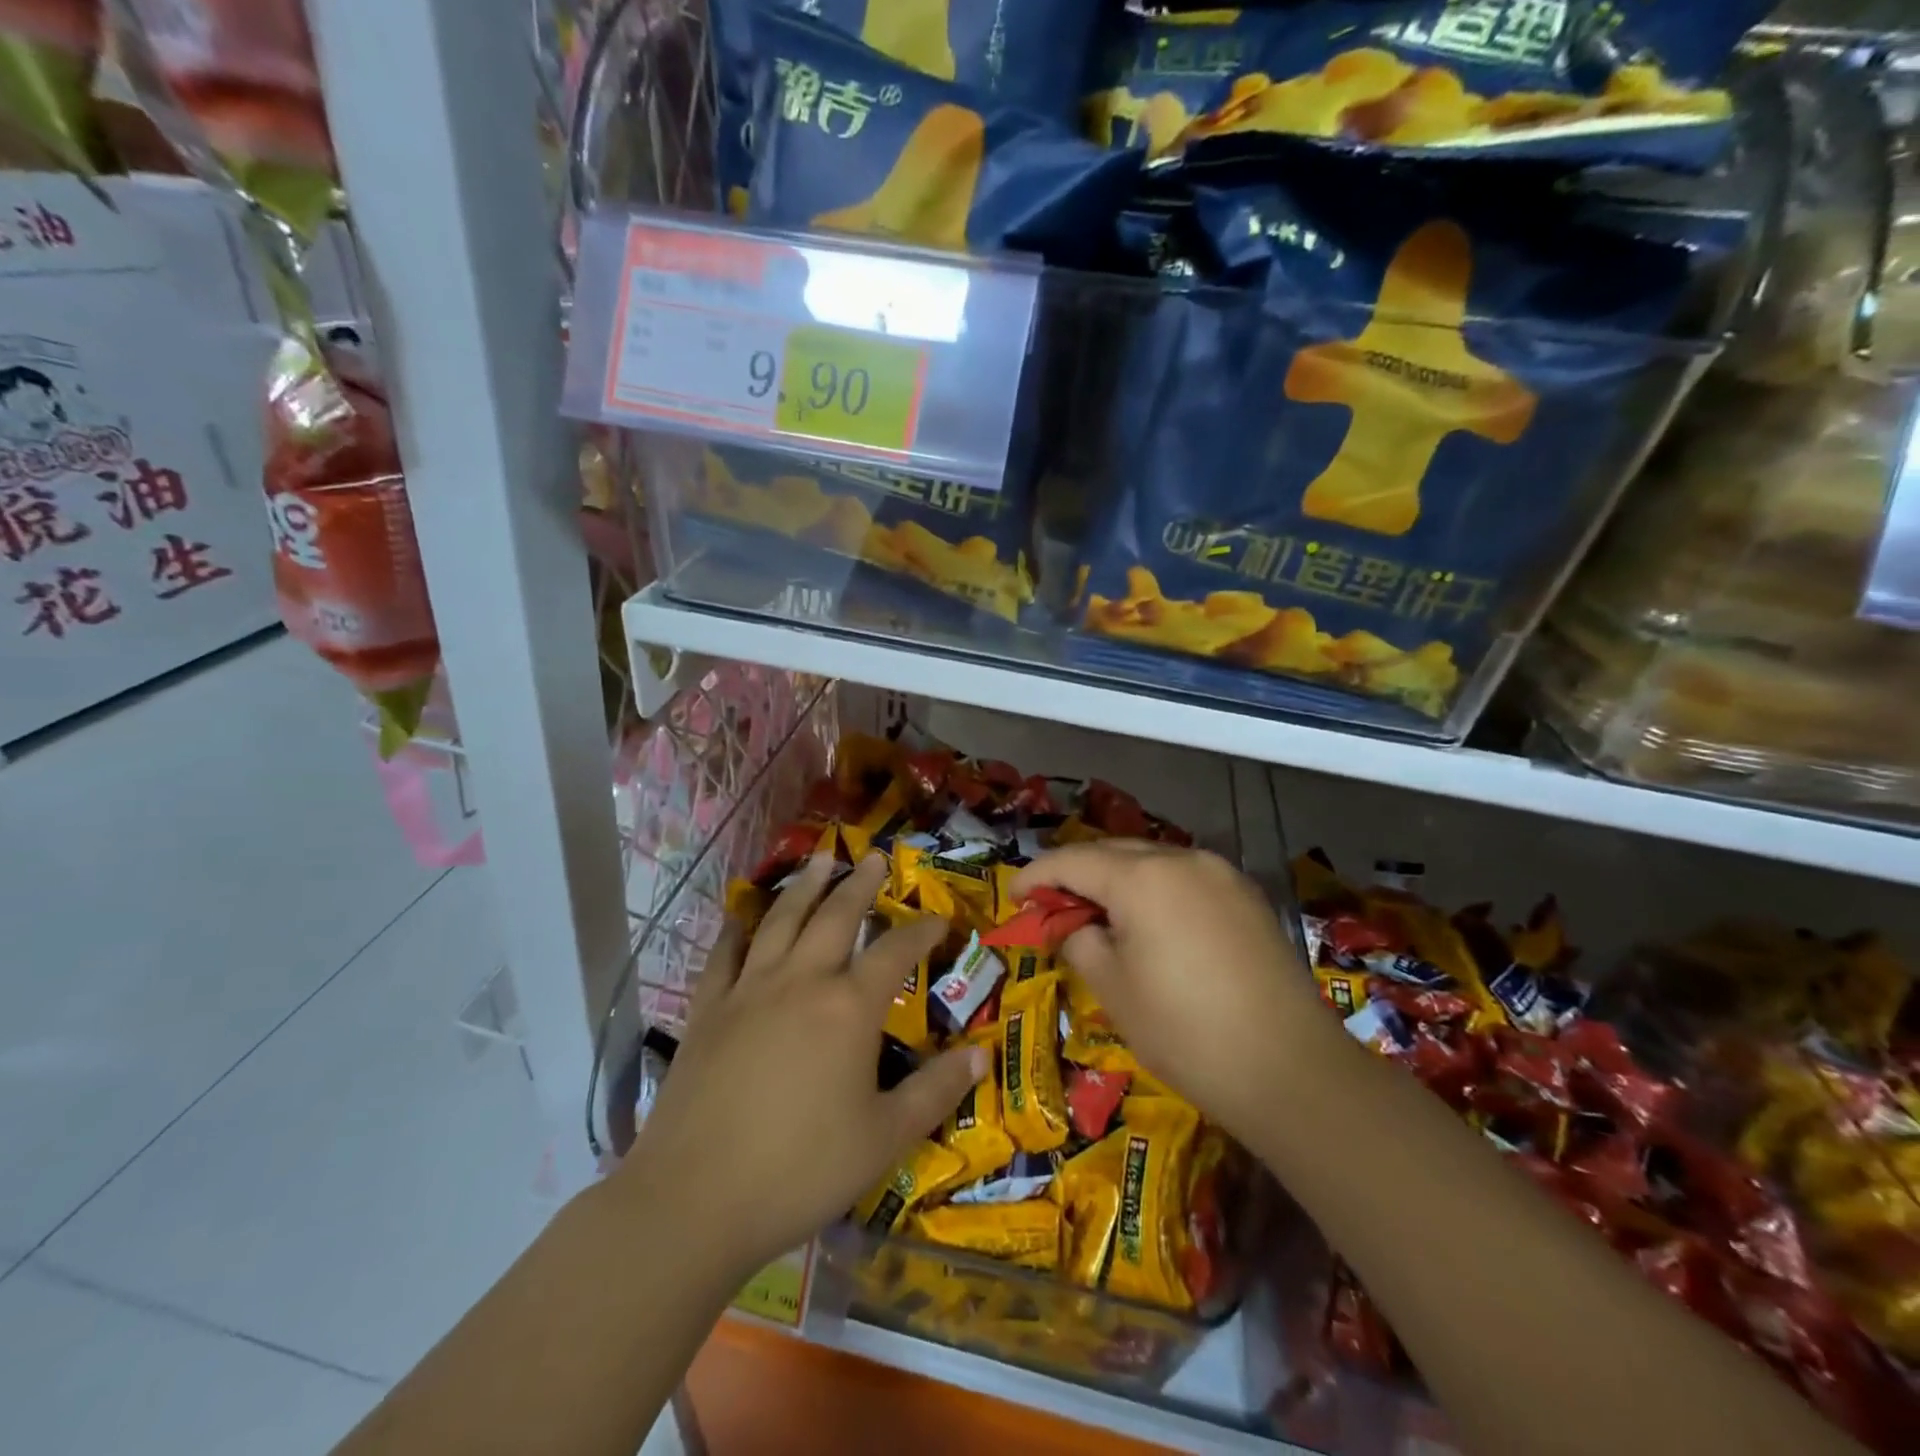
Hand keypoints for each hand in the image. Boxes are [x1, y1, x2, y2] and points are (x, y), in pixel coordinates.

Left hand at [621, 854, 987, 1282]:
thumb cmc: (801, 1169)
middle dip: (859, 884)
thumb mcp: (884, 1138)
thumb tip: (983, 1056)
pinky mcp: (708, 1009)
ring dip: (805, 886)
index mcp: (849, 1008)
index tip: (939, 919)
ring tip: (820, 860)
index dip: (921, 930)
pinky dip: (737, 929)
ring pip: (781, 919)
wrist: (694, 1198)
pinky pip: (724, 954)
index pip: (895, 951)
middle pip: (836, 916)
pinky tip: (742, 916)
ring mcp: (749, 989)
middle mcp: (801, 981)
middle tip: (872, 856)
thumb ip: (935, 1092)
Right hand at [1012, 841, 1324, 1141]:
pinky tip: (1150, 923)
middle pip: (1112, 853)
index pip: (1072, 861)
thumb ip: (1080, 941)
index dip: (1036, 876)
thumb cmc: (1185, 1031)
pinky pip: (1185, 879)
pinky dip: (1155, 891)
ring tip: (1098, 915)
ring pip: (1151, 862)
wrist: (1291, 1070)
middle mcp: (1182, 859)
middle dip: (1076, 874)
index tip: (1014, 897)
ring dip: (1117, 880)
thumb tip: (1074, 926)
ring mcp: (1221, 874)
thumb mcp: (1113, 989)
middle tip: (1051, 907)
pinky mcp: (1247, 897)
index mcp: (1142, 877)